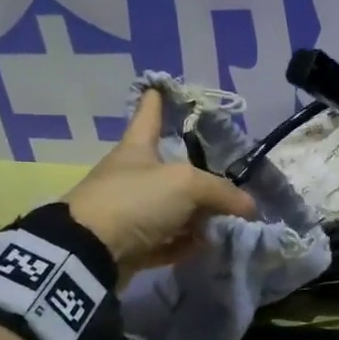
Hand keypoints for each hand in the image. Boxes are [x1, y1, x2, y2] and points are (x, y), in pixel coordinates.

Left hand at [60, 90, 256, 281]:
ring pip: (171, 207)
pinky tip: (204, 245)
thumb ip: (221, 192)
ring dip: (197, 215)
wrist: (89, 253)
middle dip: (199, 174)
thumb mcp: (186, 185)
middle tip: (229, 179)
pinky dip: (184, 242)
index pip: (149, 115)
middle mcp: (132, 176)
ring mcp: (129, 210)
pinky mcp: (129, 243)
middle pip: (170, 168)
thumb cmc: (134, 201)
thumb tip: (249, 207)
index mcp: (137, 148)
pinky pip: (165, 239)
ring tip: (227, 220)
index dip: (156, 100)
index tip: (159, 86)